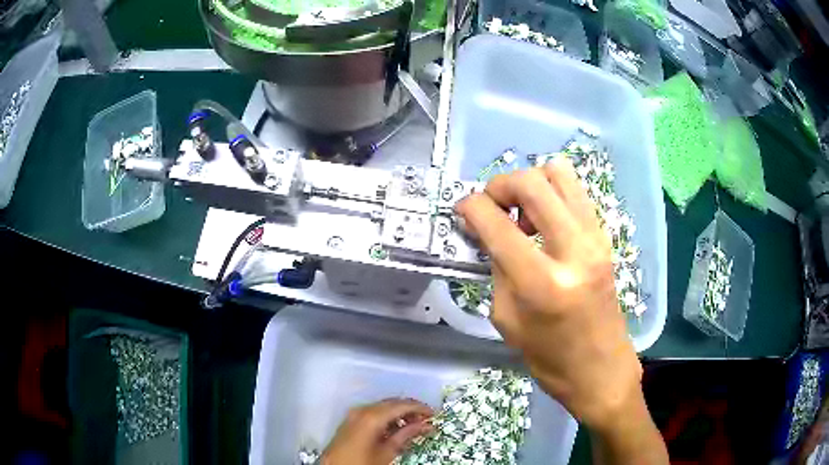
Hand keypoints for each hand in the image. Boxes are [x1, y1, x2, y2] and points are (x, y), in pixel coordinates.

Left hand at [321, 398, 433, 464]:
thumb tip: (425, 425)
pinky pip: (373, 412)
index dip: (420, 408)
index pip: (401, 405)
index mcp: (372, 416)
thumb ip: (406, 435)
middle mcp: (362, 409)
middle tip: (426, 421)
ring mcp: (354, 413)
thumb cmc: (362, 462)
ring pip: (383, 407)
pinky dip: (387, 417)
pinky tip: (396, 428)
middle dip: (411, 410)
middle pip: (392, 403)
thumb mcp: (388, 451)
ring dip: (399, 413)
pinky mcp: (351, 419)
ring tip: (414, 426)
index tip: (434, 414)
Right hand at [456, 158, 642, 430]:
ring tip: (521, 214)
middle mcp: (574, 250)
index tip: (462, 210)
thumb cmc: (549, 357)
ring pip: (559, 173)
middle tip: (491, 206)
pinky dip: (551, 194)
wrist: (600, 369)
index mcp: (542, 282)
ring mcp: (595, 238)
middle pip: (532, 182)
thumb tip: (485, 229)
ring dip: (531, 184)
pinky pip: (574, 192)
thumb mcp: (507, 318)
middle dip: (501, 185)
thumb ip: (496, 267)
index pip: (498, 224)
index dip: (471, 207)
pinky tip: (543, 223)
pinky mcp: (605, 237)